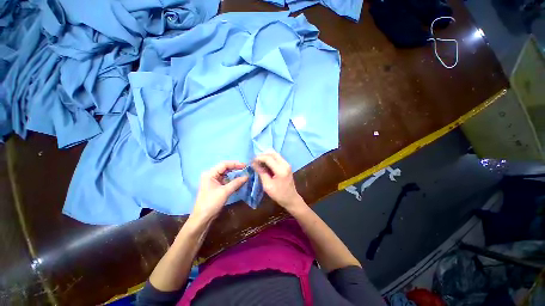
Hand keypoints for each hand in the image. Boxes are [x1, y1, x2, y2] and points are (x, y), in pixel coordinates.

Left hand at [191, 161, 247, 222]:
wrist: (203, 218)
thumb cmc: (211, 203)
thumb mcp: (225, 192)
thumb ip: (236, 183)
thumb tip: (247, 176)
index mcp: (210, 174)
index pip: (224, 165)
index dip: (235, 164)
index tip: (245, 165)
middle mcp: (211, 175)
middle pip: (225, 168)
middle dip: (235, 168)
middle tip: (246, 169)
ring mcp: (213, 181)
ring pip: (226, 174)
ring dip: (235, 175)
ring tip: (244, 174)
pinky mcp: (216, 187)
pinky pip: (226, 181)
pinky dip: (233, 181)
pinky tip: (239, 182)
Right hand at [252, 151, 302, 210]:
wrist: (291, 199)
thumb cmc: (279, 194)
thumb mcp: (267, 185)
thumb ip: (261, 172)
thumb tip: (254, 163)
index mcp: (281, 170)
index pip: (268, 158)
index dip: (259, 158)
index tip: (251, 161)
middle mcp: (285, 164)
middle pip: (273, 153)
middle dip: (262, 155)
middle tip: (255, 160)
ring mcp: (287, 164)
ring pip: (275, 154)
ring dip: (266, 156)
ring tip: (258, 162)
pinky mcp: (286, 165)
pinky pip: (277, 158)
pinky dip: (270, 159)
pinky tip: (265, 164)